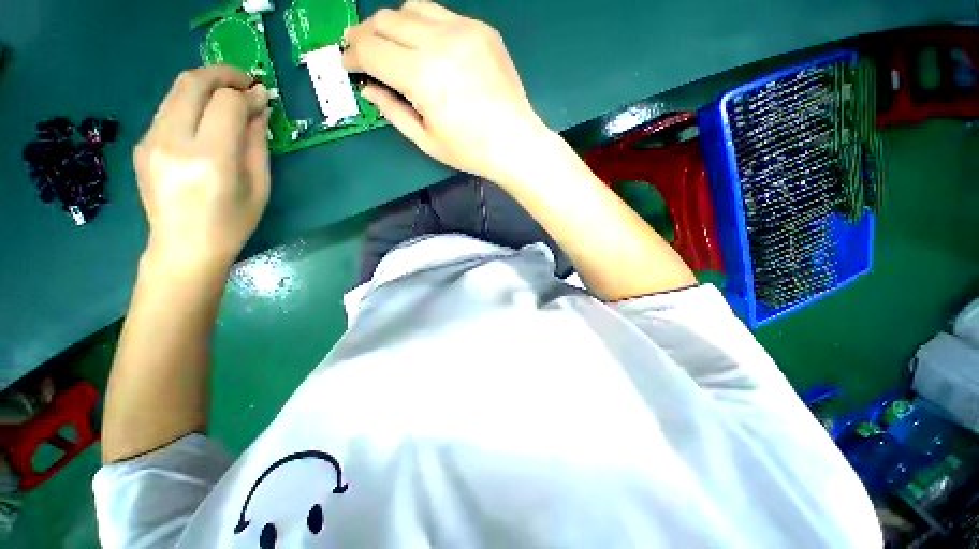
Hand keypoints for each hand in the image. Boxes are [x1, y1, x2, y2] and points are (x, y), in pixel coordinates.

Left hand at [134, 66, 270, 271]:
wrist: (184, 248)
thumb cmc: (232, 223)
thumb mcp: (259, 186)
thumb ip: (257, 143)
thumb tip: (259, 109)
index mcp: (210, 159)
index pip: (226, 104)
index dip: (248, 94)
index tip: (263, 97)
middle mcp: (174, 142)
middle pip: (193, 83)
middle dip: (223, 74)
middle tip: (245, 83)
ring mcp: (151, 142)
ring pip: (177, 90)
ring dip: (206, 85)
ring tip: (228, 96)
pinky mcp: (143, 144)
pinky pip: (169, 109)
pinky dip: (191, 103)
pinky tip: (207, 118)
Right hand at [343, 1, 550, 184]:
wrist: (516, 142)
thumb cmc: (471, 151)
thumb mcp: (426, 140)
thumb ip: (393, 111)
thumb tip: (369, 89)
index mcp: (423, 77)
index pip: (371, 50)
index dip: (353, 56)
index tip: (347, 65)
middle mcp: (440, 43)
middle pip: (386, 21)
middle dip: (365, 35)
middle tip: (360, 50)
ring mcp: (464, 31)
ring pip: (411, 8)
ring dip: (392, 24)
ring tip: (390, 45)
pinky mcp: (482, 29)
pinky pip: (441, 14)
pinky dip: (423, 24)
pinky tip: (425, 45)